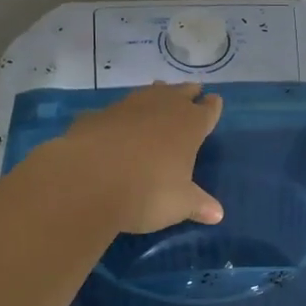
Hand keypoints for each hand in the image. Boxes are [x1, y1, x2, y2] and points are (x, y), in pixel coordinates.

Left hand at [51, 82, 224, 233]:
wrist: (87, 181)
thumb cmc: (147, 192)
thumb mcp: (179, 204)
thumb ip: (198, 205)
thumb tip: (217, 214)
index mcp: (189, 125)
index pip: (207, 110)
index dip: (212, 107)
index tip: (215, 101)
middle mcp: (161, 108)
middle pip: (180, 92)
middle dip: (188, 93)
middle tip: (193, 90)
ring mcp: (127, 107)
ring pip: (148, 93)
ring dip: (156, 95)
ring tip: (160, 93)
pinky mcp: (96, 115)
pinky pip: (115, 111)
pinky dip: (120, 116)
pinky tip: (116, 124)